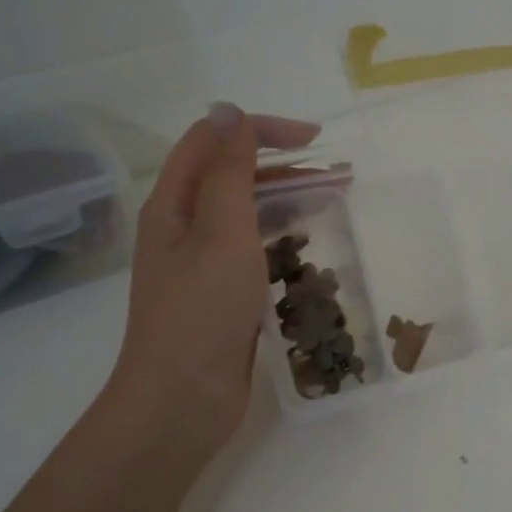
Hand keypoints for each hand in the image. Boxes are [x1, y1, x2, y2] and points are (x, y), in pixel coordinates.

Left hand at [100, 104, 318, 455]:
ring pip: (247, 214)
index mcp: (173, 204)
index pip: (214, 141)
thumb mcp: (220, 232)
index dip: (261, 130)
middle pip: (233, 176)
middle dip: (284, 166)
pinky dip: (284, 239)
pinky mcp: (223, 294)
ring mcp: (203, 263)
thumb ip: (230, 171)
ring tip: (335, 203)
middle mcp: (184, 227)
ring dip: (288, 201)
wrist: (182, 400)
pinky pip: (255, 251)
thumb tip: (230, 111)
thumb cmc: (201, 311)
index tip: (315, 140)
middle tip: (339, 176)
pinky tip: (311, 247)